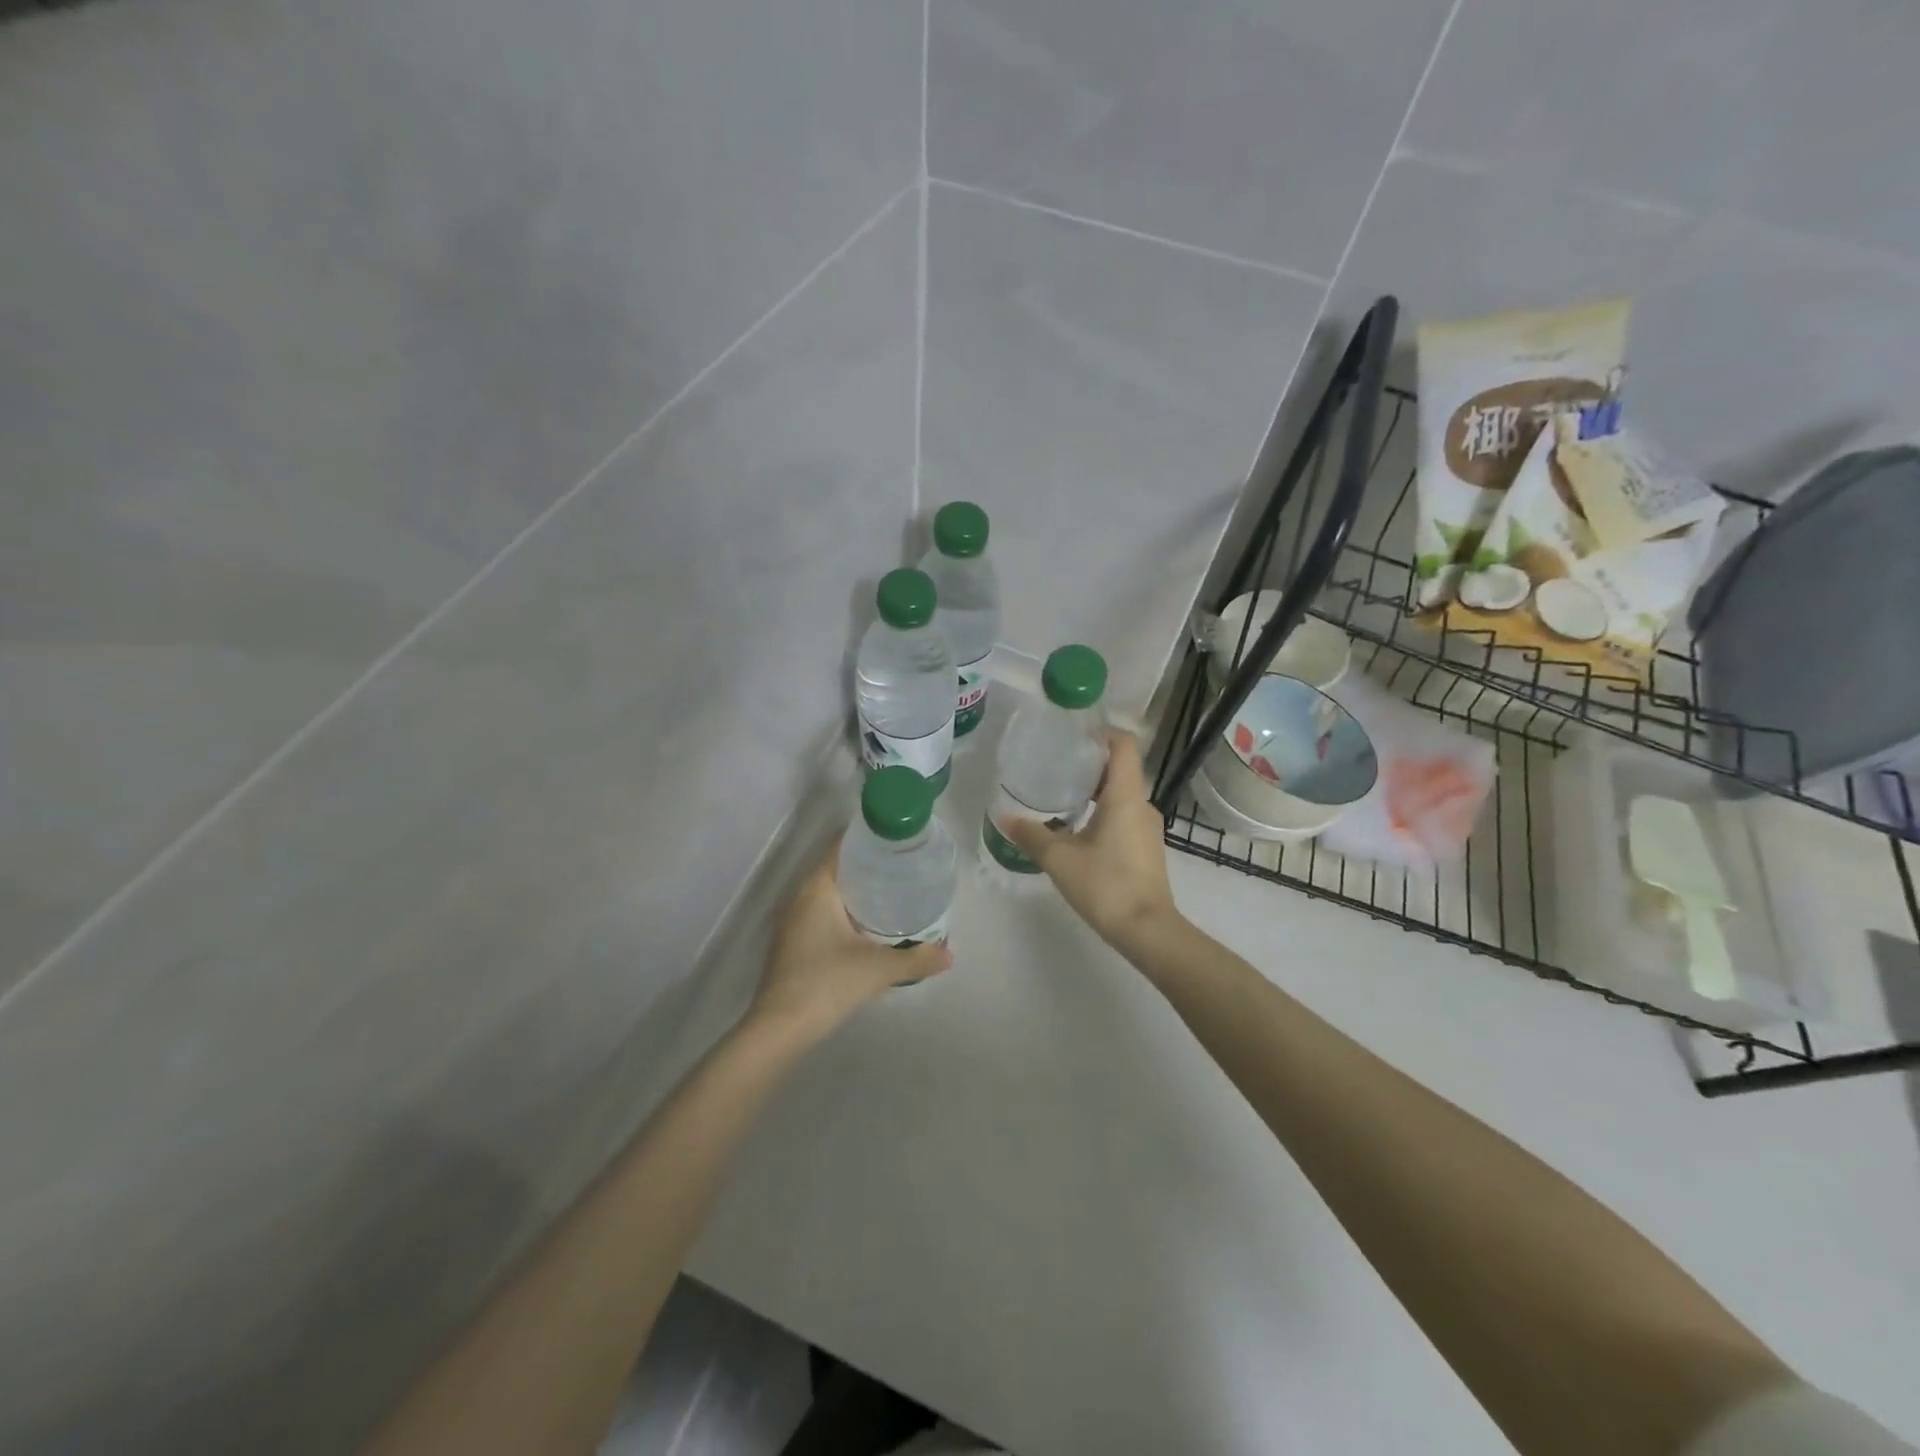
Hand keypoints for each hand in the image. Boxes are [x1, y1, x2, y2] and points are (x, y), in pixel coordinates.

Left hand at [748, 846, 950, 1039]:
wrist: (780, 1028)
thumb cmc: (827, 983)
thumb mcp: (878, 969)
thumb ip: (916, 959)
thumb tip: (950, 955)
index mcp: (817, 891)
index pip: (839, 849)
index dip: (865, 840)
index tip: (893, 840)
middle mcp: (799, 899)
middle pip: (833, 870)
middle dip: (864, 866)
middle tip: (900, 866)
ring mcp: (791, 923)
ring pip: (825, 895)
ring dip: (852, 891)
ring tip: (889, 892)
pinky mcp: (791, 945)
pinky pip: (819, 914)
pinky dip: (841, 912)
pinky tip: (864, 927)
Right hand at [1000, 730, 1180, 950]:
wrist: (1147, 930)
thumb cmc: (1106, 885)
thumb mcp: (1059, 859)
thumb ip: (1031, 835)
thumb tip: (1004, 817)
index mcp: (1125, 796)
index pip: (1123, 746)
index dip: (1101, 734)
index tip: (1073, 737)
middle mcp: (1142, 805)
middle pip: (1120, 769)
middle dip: (1090, 763)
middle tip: (1056, 765)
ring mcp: (1148, 829)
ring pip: (1122, 795)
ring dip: (1095, 790)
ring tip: (1061, 795)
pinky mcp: (1147, 849)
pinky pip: (1125, 816)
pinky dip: (1103, 812)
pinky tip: (1078, 829)